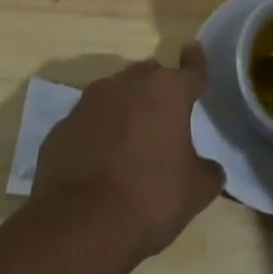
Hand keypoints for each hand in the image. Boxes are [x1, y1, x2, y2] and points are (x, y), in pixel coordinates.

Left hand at [29, 44, 225, 262]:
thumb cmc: (150, 198)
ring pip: (115, 94)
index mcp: (167, 91)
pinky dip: (97, 133)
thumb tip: (210, 169)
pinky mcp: (62, 126)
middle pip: (149, 76)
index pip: (190, 69)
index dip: (195, 61)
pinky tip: (98, 162)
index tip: (192, 48)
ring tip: (130, 141)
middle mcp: (128, 84)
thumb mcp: (195, 192)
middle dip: (157, 90)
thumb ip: (207, 172)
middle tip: (164, 117)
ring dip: (125, 109)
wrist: (80, 225)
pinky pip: (88, 122)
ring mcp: (89, 102)